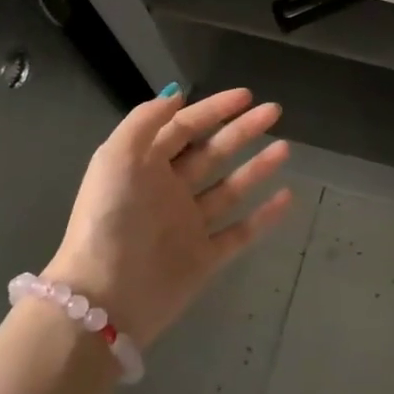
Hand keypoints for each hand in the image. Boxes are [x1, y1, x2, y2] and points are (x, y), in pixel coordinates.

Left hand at [39, 88, 294, 347]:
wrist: (106, 298)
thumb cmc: (110, 220)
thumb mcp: (115, 158)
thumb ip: (145, 122)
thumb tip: (176, 95)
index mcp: (145, 167)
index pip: (184, 128)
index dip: (213, 109)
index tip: (246, 95)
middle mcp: (168, 192)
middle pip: (212, 153)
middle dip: (242, 130)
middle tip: (274, 112)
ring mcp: (188, 226)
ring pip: (230, 189)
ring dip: (257, 167)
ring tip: (285, 148)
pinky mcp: (205, 257)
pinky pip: (241, 232)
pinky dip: (265, 216)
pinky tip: (287, 196)